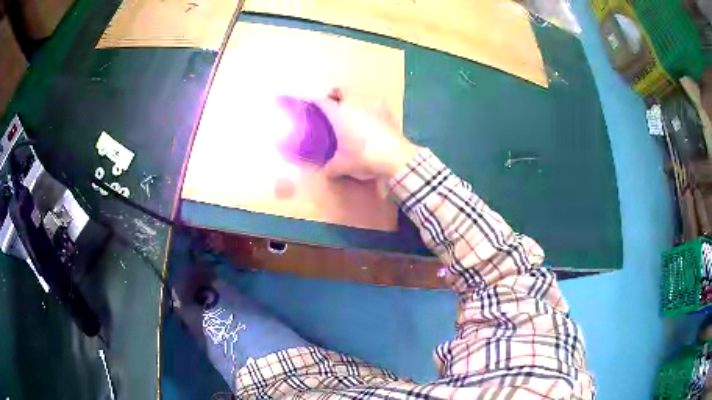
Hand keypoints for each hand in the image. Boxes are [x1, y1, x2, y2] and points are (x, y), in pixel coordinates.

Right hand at [317, 89, 419, 180]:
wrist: (395, 157)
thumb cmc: (363, 157)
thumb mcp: (342, 165)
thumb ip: (330, 167)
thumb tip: (325, 171)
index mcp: (339, 113)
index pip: (322, 102)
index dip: (315, 103)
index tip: (312, 106)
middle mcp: (355, 103)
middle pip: (341, 91)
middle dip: (335, 96)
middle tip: (333, 108)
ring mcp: (374, 104)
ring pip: (359, 96)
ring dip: (354, 103)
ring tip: (354, 117)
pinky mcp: (388, 110)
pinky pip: (375, 105)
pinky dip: (371, 110)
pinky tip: (372, 122)